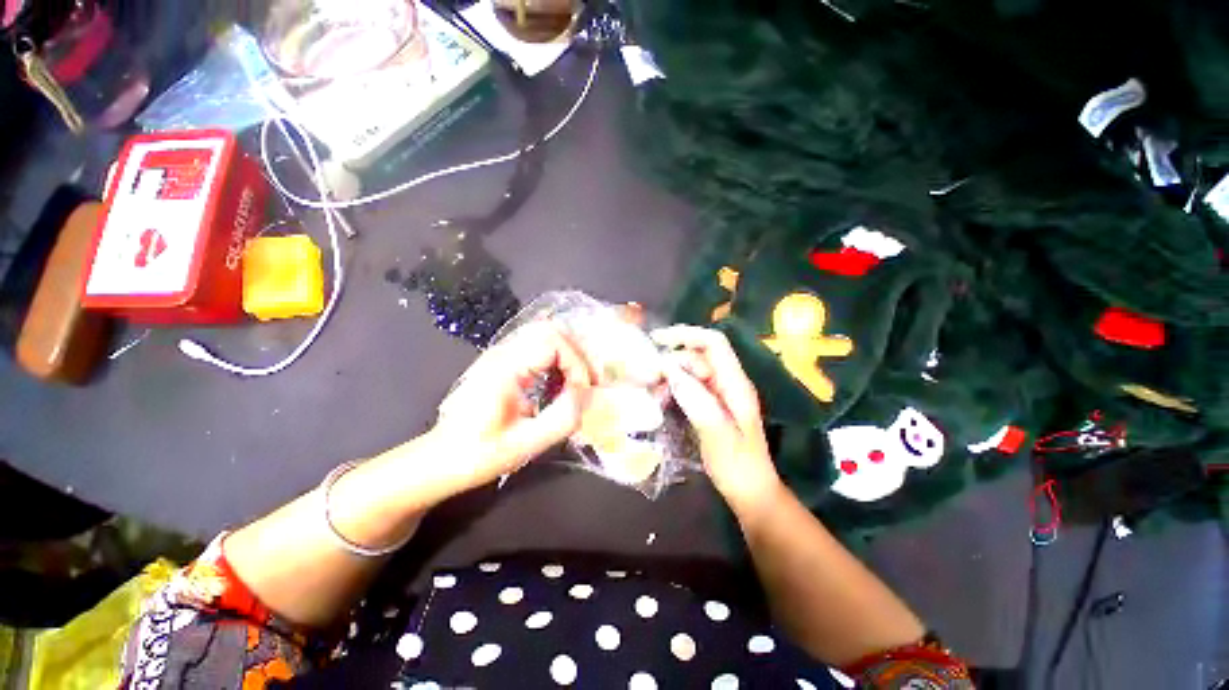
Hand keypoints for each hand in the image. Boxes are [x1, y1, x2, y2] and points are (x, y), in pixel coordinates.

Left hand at [432, 320, 594, 490]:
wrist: (440, 459)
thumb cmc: (478, 455)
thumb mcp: (524, 445)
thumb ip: (562, 419)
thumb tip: (585, 396)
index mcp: (504, 368)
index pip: (553, 342)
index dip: (576, 364)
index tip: (582, 392)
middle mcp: (502, 353)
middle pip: (551, 331)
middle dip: (577, 355)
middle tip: (588, 382)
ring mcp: (501, 354)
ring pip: (546, 336)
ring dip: (569, 357)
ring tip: (578, 384)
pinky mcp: (504, 362)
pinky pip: (539, 348)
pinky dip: (558, 361)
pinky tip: (560, 385)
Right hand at [652, 325, 782, 514]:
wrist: (751, 493)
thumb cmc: (737, 466)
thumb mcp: (716, 433)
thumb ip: (695, 399)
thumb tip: (669, 370)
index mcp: (735, 384)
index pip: (713, 343)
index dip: (686, 334)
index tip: (657, 339)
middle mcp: (728, 383)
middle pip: (698, 357)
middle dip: (672, 361)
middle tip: (648, 377)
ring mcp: (720, 394)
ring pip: (691, 371)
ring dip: (670, 377)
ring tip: (653, 394)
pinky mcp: (711, 405)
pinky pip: (689, 387)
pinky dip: (674, 389)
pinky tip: (661, 400)